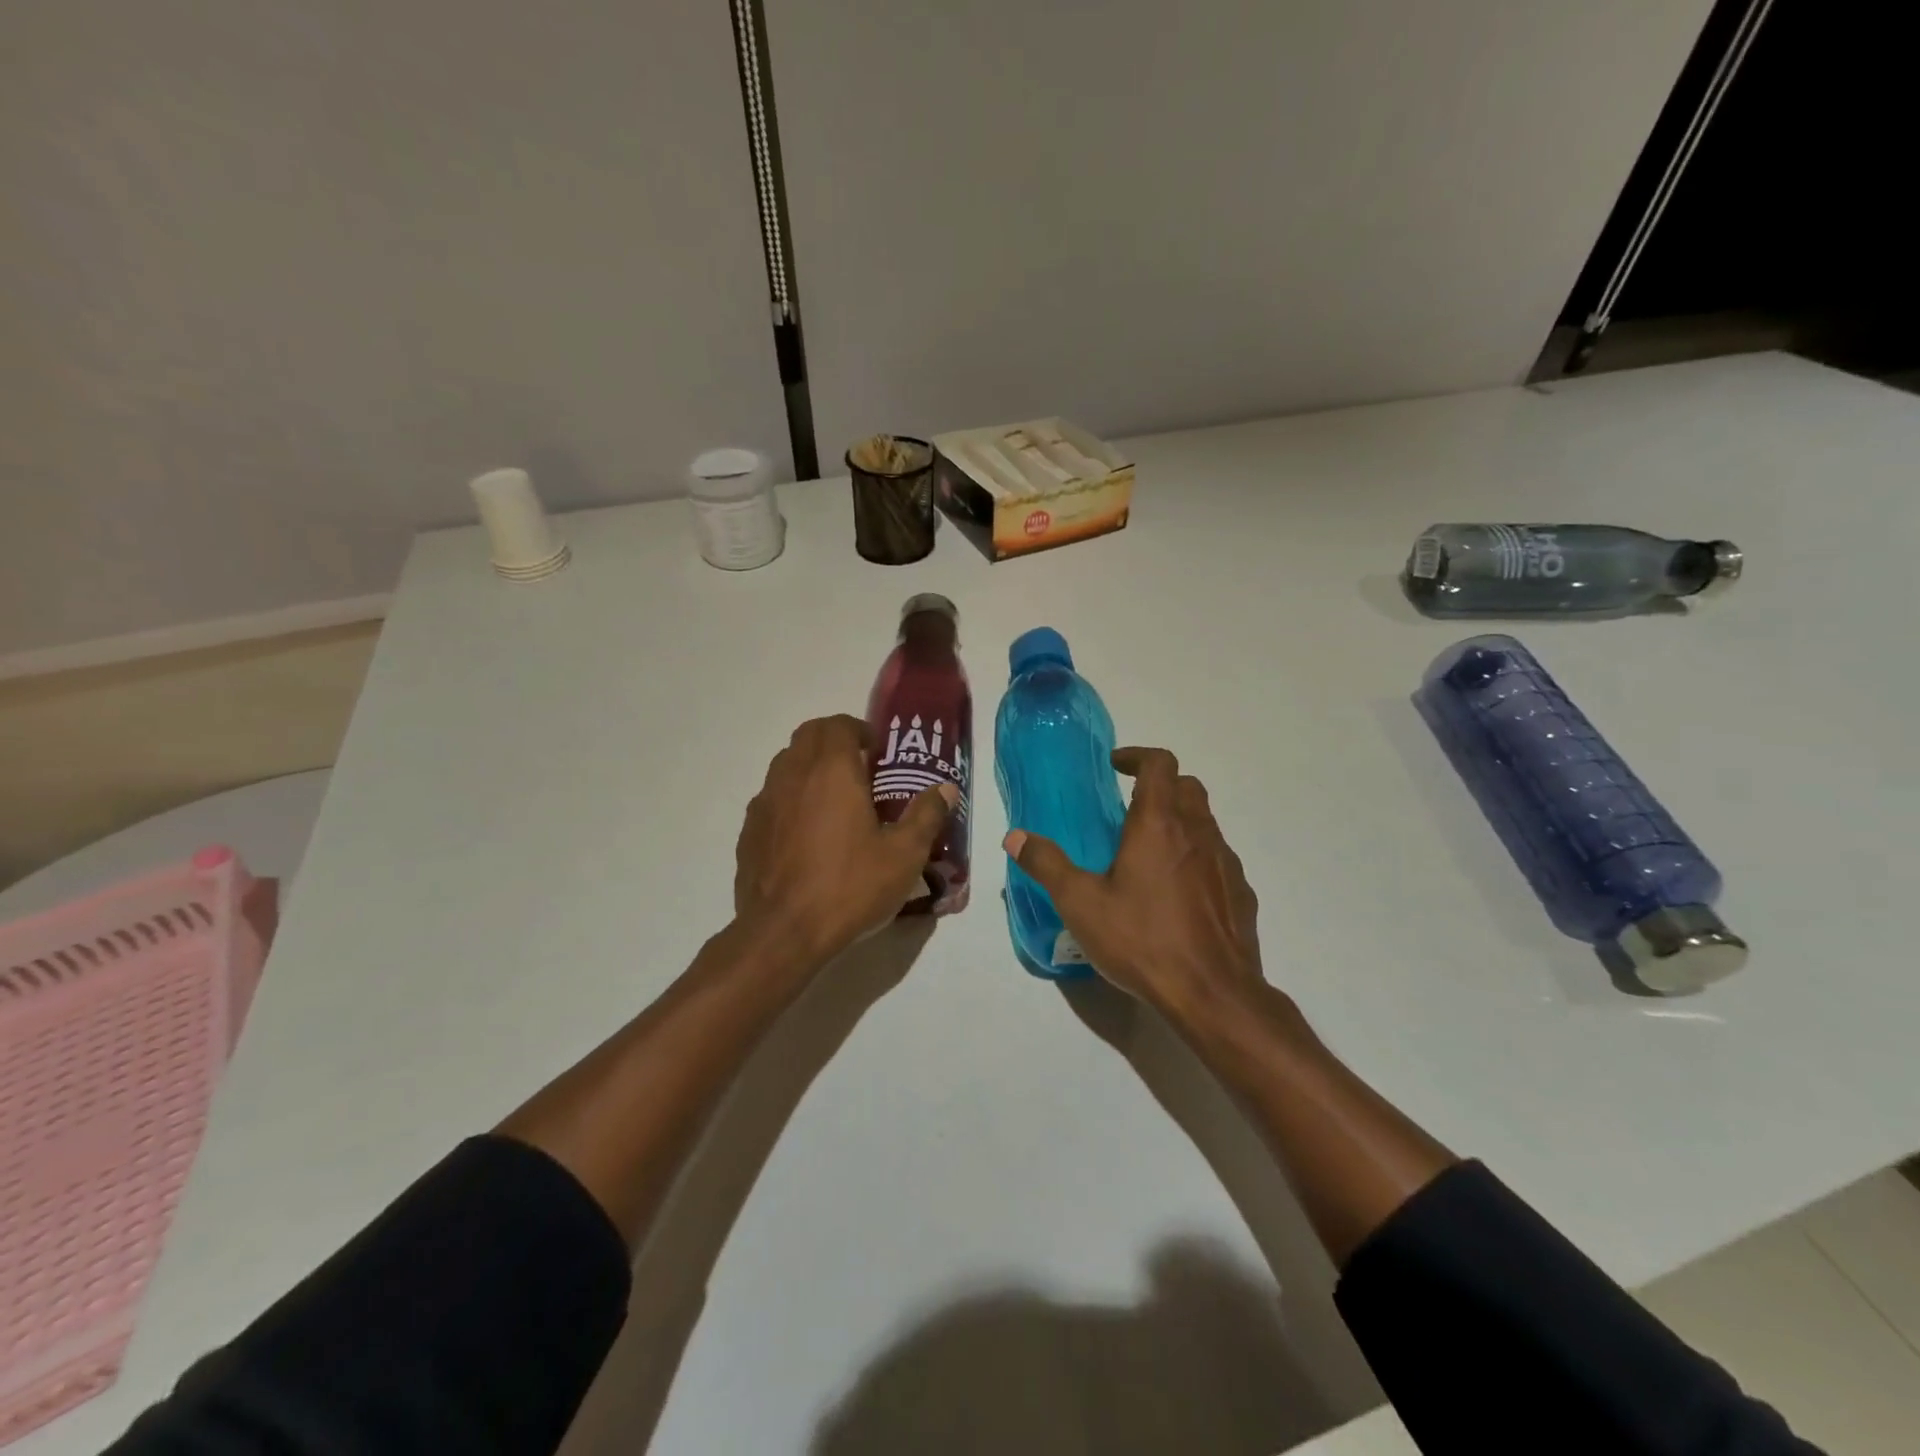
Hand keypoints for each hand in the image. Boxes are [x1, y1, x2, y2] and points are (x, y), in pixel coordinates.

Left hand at [735, 715, 956, 968]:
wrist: (783, 933)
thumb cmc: (849, 887)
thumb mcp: (903, 856)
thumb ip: (926, 816)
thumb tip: (946, 789)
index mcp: (832, 772)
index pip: (837, 725)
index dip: (858, 730)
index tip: (876, 752)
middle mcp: (793, 776)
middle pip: (808, 735)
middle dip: (833, 741)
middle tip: (858, 769)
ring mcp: (764, 803)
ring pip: (785, 764)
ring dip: (809, 767)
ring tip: (833, 799)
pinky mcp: (749, 831)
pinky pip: (770, 798)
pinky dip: (790, 798)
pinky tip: (806, 833)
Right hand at [1003, 746, 1262, 1015]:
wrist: (1212, 994)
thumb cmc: (1143, 940)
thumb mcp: (1080, 903)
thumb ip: (1047, 864)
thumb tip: (1016, 837)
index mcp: (1159, 825)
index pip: (1160, 764)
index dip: (1137, 756)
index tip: (1115, 767)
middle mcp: (1198, 833)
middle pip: (1188, 787)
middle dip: (1160, 786)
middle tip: (1130, 808)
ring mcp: (1225, 862)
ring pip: (1205, 822)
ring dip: (1179, 822)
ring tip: (1149, 853)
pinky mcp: (1240, 893)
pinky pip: (1217, 859)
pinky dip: (1196, 858)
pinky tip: (1177, 894)